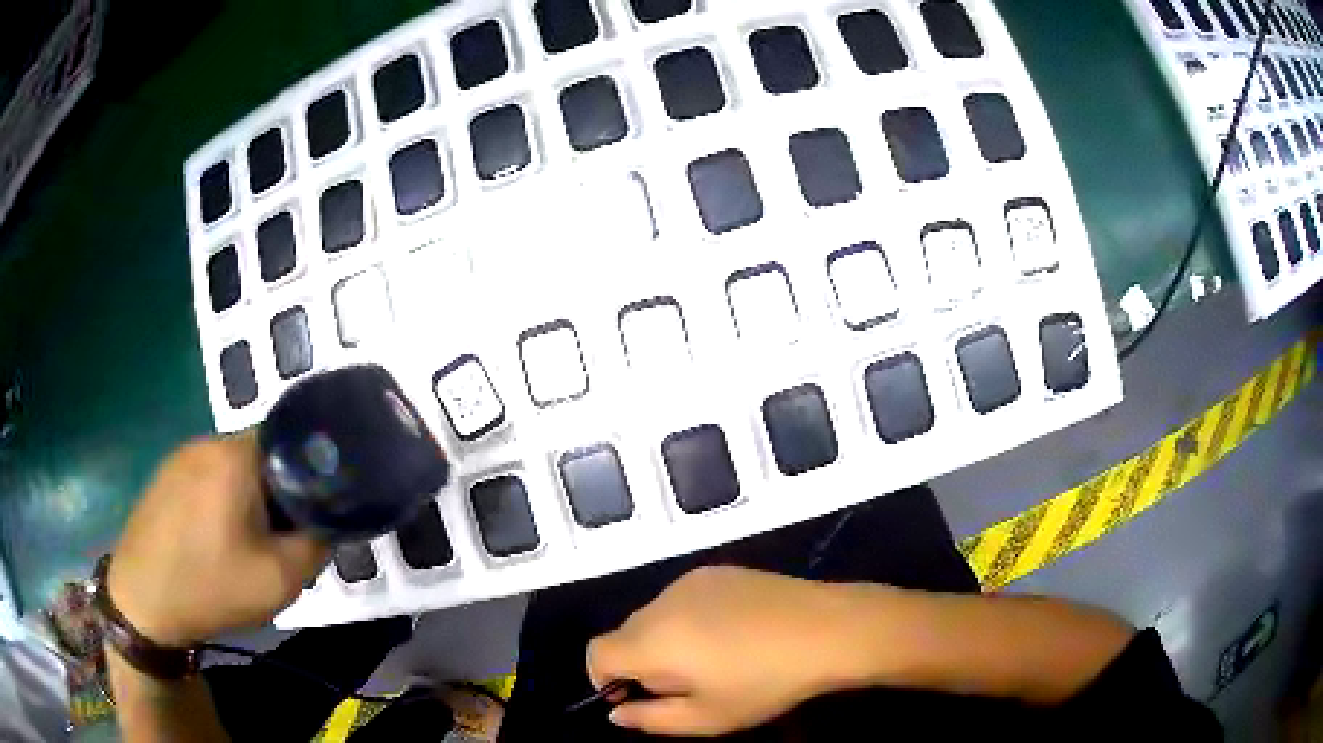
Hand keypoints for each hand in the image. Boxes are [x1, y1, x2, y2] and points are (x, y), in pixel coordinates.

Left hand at [108, 435, 327, 646]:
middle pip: (260, 455)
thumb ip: (316, 546)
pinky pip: (207, 477)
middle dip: (278, 492)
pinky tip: (216, 539)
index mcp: (235, 456)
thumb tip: (329, 524)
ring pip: (232, 467)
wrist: (143, 602)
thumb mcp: (279, 580)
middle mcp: (206, 442)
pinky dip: (222, 500)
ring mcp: (180, 456)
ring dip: (249, 497)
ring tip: (248, 542)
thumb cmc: (210, 587)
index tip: (312, 515)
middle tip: (280, 539)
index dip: (310, 475)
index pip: (290, 441)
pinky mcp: (164, 475)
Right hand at [586, 566, 851, 736]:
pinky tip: (733, 632)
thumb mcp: (706, 718)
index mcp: (651, 641)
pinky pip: (683, 598)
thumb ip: (650, 719)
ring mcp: (690, 581)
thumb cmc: (764, 683)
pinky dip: (689, 618)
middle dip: (639, 662)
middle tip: (685, 685)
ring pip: (654, 616)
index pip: (596, 652)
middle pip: (625, 634)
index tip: (636, 697)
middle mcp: (661, 603)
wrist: (827, 629)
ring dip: (664, 639)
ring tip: (714, 658)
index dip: (604, 678)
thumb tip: (617, 712)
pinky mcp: (718, 570)